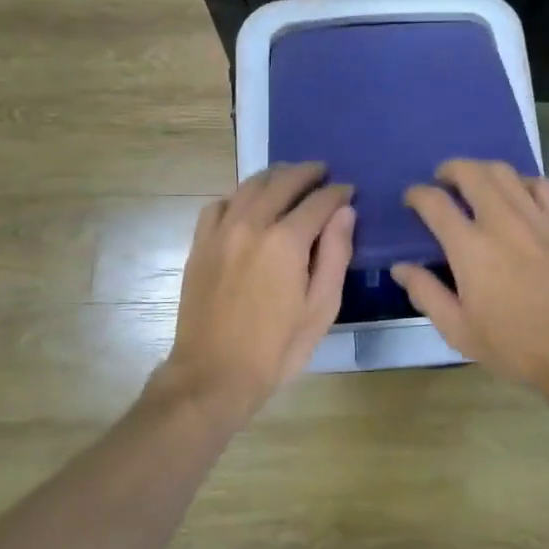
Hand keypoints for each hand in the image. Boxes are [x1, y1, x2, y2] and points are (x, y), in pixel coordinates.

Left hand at [158, 162, 354, 421]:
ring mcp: (220, 232)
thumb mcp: (321, 308)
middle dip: (307, 173)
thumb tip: (345, 212)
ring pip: (249, 186)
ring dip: (274, 176)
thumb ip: (335, 254)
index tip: (348, 191)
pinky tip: (248, 205)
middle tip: (322, 173)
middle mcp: (251, 225)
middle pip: (282, 182)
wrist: (213, 375)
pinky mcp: (200, 244)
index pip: (318, 201)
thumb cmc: (276, 348)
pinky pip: (220, 204)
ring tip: (289, 179)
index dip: (337, 193)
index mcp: (285, 242)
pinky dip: (240, 196)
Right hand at [392, 160, 548, 393]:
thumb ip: (426, 293)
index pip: (435, 203)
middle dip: (450, 169)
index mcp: (469, 247)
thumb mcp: (459, 330)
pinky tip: (519, 194)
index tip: (412, 198)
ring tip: (477, 182)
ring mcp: (536, 217)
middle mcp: (501, 221)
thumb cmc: (516, 346)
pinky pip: (541, 185)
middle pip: (471, 172)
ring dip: (484, 170)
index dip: (417, 194)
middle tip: (443, 180)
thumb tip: (401, 267)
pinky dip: (523, 182)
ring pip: (505, 172)